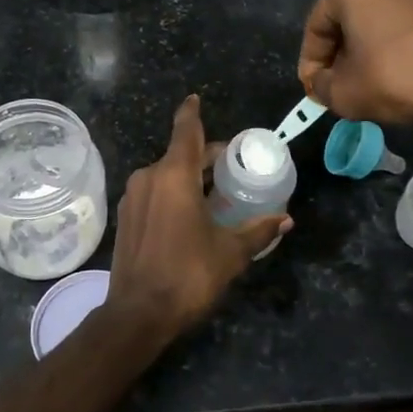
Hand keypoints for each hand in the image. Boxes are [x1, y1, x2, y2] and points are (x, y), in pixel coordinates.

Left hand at [105, 96, 290, 342]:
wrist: (137, 314)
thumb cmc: (188, 275)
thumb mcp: (231, 253)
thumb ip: (258, 231)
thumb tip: (286, 219)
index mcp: (174, 175)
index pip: (186, 130)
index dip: (192, 112)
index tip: (195, 98)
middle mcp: (149, 177)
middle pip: (180, 154)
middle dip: (206, 156)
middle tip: (233, 166)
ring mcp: (133, 197)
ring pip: (166, 174)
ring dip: (190, 177)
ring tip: (217, 193)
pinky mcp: (126, 217)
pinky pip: (154, 192)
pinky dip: (173, 192)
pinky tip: (191, 213)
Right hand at [298, 0, 412, 136]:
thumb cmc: (400, 76)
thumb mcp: (344, 93)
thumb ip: (321, 85)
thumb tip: (322, 82)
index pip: (319, 23)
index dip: (313, 61)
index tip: (316, 87)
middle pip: (354, 9)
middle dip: (345, 44)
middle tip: (345, 80)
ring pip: (387, 7)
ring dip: (377, 35)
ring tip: (379, 71)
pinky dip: (408, 32)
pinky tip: (412, 61)